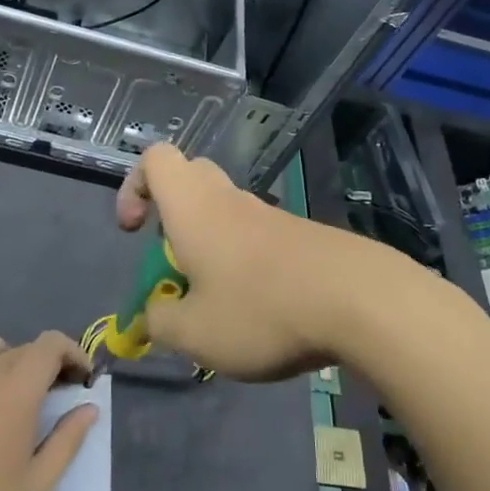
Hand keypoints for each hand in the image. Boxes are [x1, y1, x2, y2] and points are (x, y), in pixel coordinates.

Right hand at [115, 144, 375, 380]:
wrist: (356, 299)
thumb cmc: (260, 308)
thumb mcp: (194, 332)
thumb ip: (161, 322)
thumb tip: (152, 315)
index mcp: (193, 206)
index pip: (155, 158)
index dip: (134, 187)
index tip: (134, 232)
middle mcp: (228, 199)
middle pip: (191, 178)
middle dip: (172, 215)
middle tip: (174, 262)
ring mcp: (268, 215)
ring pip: (225, 211)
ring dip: (209, 246)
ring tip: (216, 304)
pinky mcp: (298, 235)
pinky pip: (256, 235)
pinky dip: (244, 262)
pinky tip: (258, 310)